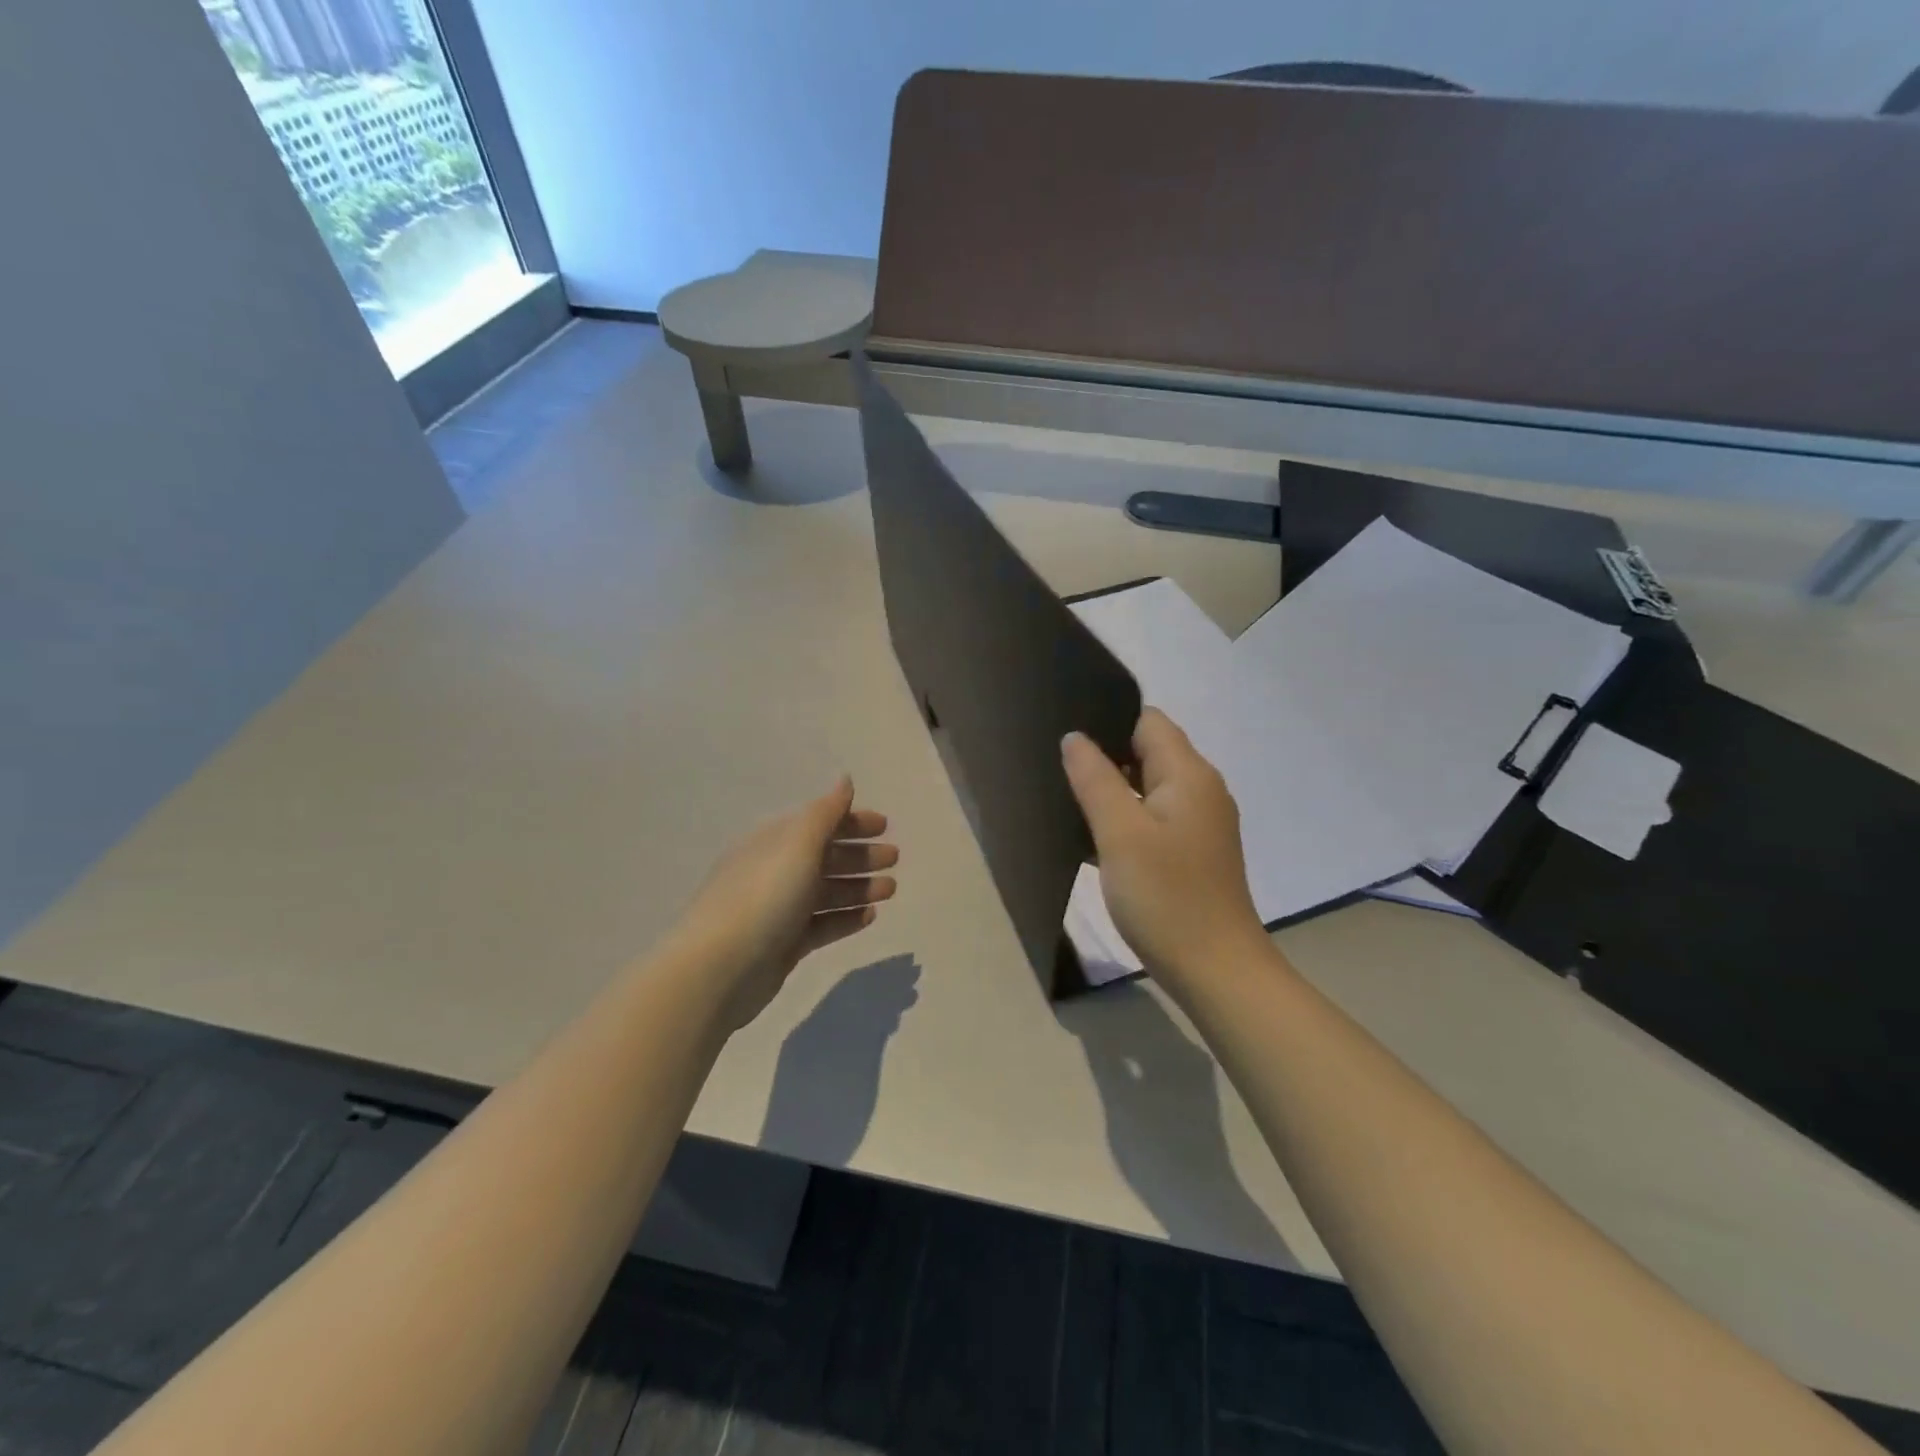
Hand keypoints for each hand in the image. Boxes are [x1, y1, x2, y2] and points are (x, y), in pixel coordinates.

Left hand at [669, 777, 897, 1030]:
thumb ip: (826, 813)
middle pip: (824, 857)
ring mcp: (779, 910)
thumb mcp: (798, 845)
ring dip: (859, 887)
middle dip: (860, 855)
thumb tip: (844, 779)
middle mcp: (775, 871)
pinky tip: (871, 916)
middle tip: (894, 858)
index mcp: (773, 842)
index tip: (885, 826)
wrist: (721, 968)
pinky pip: (822, 925)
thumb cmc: (764, 895)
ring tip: (891, 889)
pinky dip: (846, 918)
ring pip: (826, 892)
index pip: (817, 823)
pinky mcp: (784, 945)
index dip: (851, 822)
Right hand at [1062, 709, 1267, 993]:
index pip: (1147, 721)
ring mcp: (1199, 823)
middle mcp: (1200, 790)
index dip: (1107, 720)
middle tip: (1056, 765)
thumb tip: (1075, 737)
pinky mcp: (1192, 853)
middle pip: (1148, 751)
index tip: (1066, 733)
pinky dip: (1124, 820)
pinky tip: (1090, 835)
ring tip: (1065, 795)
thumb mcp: (1120, 833)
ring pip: (1147, 787)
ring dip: (1112, 790)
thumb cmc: (1166, 896)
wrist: (1215, 970)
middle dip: (1104, 754)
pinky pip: (1152, 819)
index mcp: (1189, 774)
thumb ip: (1095, 779)